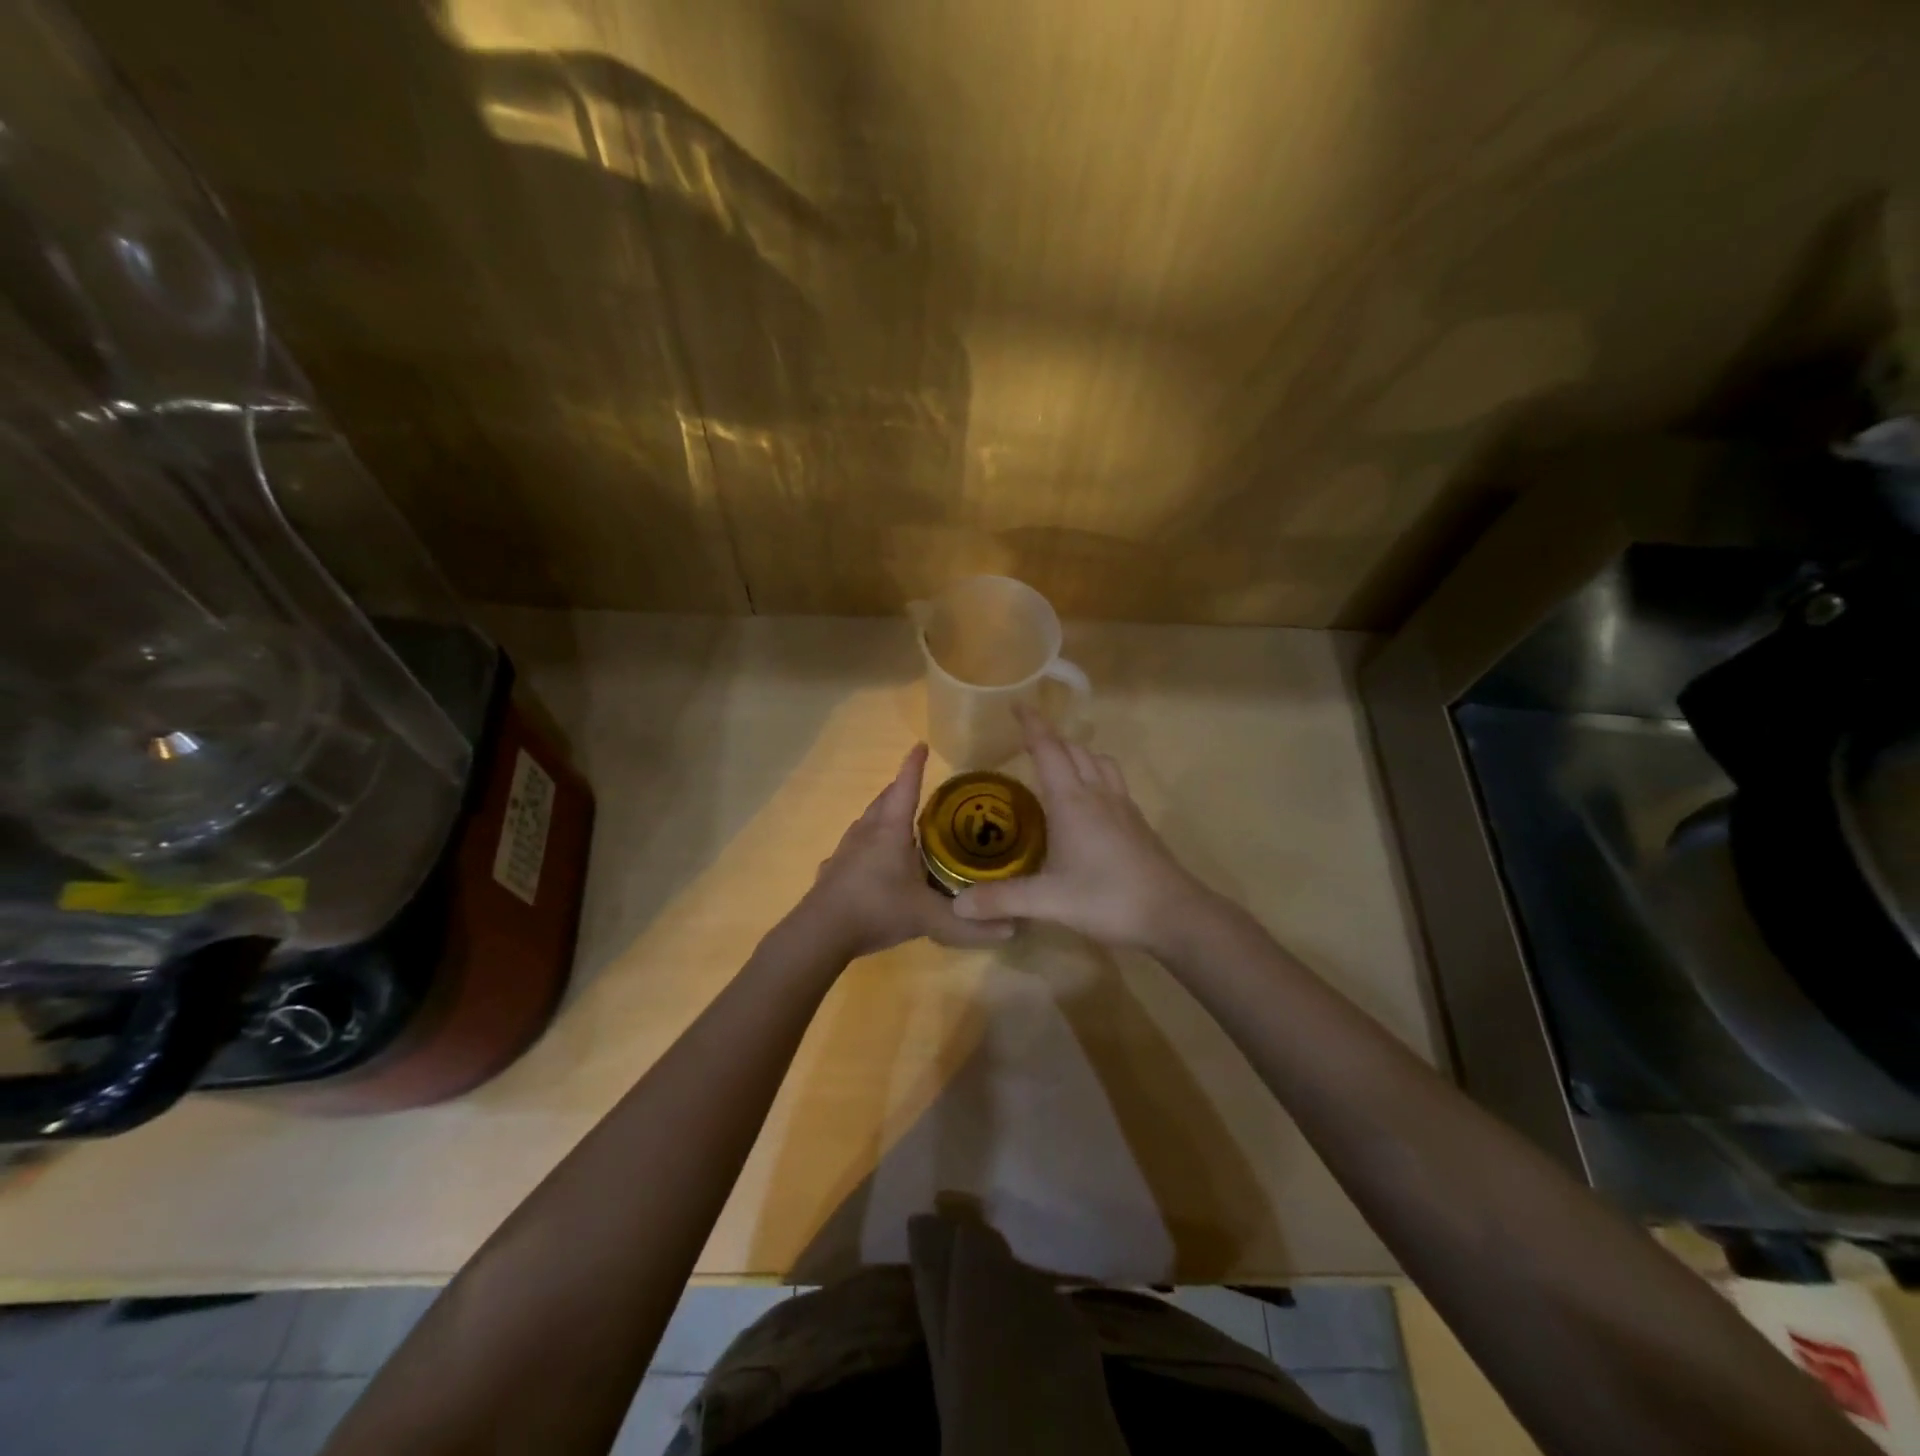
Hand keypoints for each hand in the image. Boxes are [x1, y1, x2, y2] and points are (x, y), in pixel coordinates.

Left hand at [800, 743, 1016, 959]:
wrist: (820, 932)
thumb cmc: (876, 909)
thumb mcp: (928, 917)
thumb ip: (968, 924)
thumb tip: (1013, 930)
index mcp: (891, 831)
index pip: (906, 787)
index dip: (914, 766)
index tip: (921, 745)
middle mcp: (867, 832)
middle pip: (884, 801)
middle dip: (900, 789)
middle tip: (917, 787)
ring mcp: (846, 850)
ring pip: (867, 822)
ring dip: (883, 815)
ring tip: (898, 822)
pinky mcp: (833, 870)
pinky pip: (854, 848)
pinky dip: (867, 845)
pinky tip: (871, 861)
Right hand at [952, 707, 1216, 949]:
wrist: (1174, 914)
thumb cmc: (1108, 899)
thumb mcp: (1049, 901)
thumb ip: (1002, 899)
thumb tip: (957, 906)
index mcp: (1072, 801)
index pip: (1048, 750)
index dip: (1032, 725)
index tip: (1017, 704)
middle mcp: (1098, 794)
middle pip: (1074, 750)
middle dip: (1051, 739)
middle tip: (1028, 741)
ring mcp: (1123, 806)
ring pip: (1100, 762)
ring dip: (1078, 754)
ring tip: (1060, 766)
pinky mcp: (1138, 823)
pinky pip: (1114, 782)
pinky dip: (1096, 776)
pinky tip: (1090, 803)